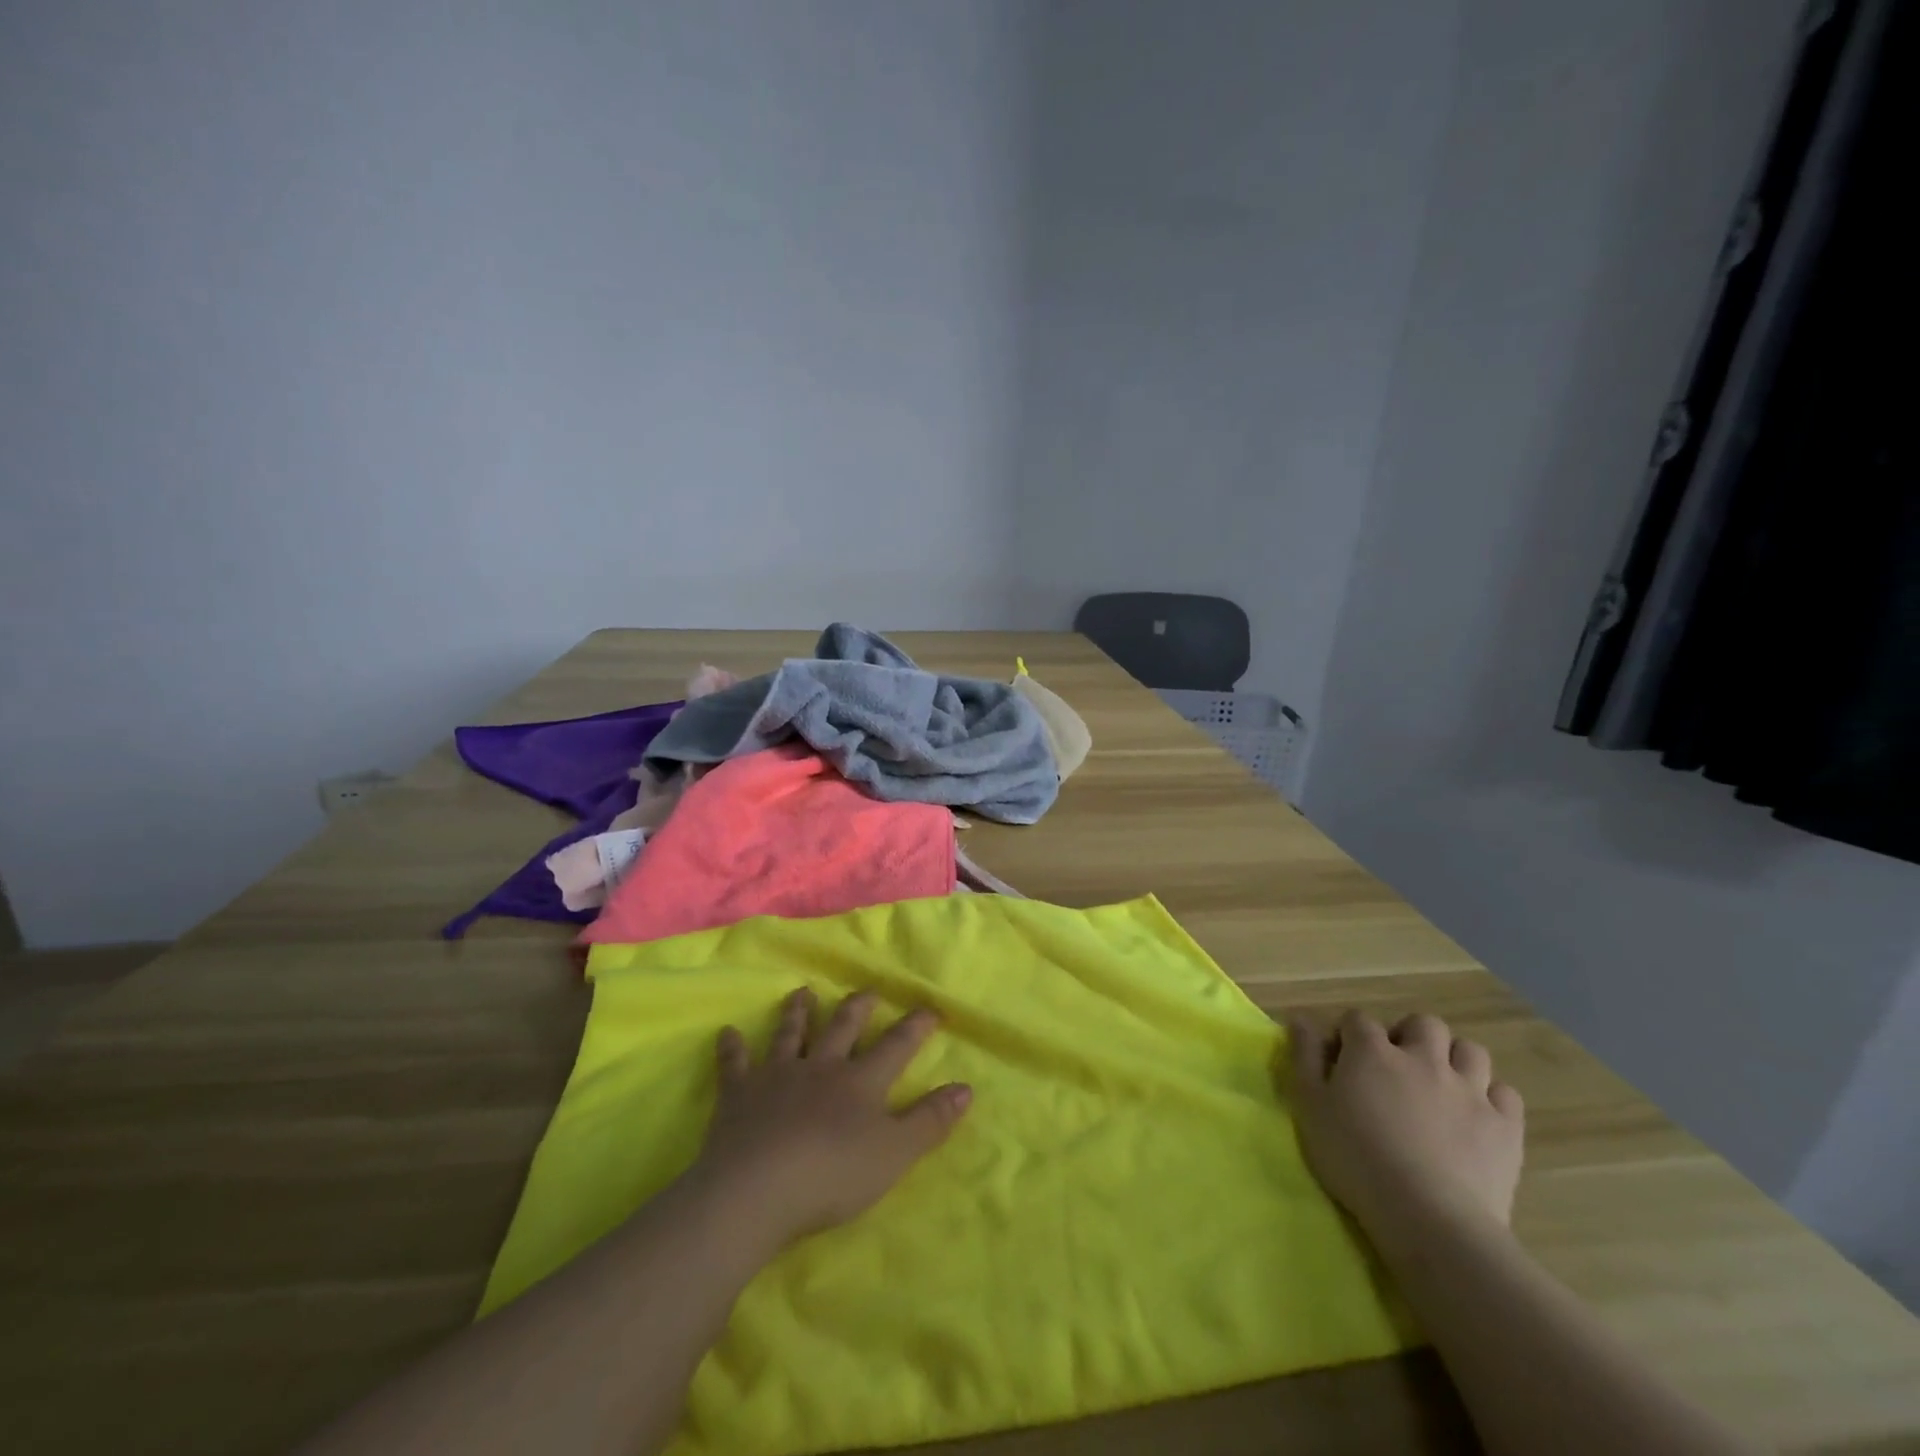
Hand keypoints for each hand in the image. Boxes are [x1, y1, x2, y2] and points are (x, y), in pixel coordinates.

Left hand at [692, 988, 972, 1247]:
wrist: (757, 1190)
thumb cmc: (833, 1175)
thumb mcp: (895, 1154)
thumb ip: (930, 1121)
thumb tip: (966, 1088)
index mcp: (860, 1082)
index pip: (895, 1047)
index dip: (914, 1027)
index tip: (929, 1008)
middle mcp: (821, 1067)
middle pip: (842, 1028)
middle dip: (857, 1008)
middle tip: (865, 991)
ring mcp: (777, 1076)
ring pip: (790, 1035)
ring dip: (797, 1014)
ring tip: (802, 992)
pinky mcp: (739, 1094)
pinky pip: (734, 1065)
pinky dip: (732, 1048)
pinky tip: (727, 1033)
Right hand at [1287, 1011, 1523, 1248]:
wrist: (1429, 1217)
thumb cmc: (1356, 1159)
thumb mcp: (1310, 1107)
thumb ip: (1304, 1057)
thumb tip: (1300, 1020)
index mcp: (1372, 1052)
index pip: (1358, 1020)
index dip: (1349, 1036)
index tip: (1342, 1062)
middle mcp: (1423, 1058)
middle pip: (1422, 1024)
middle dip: (1409, 1037)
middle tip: (1397, 1068)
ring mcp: (1469, 1090)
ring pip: (1470, 1050)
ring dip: (1454, 1060)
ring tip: (1441, 1086)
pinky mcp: (1504, 1126)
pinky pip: (1505, 1093)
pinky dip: (1490, 1097)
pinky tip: (1476, 1116)